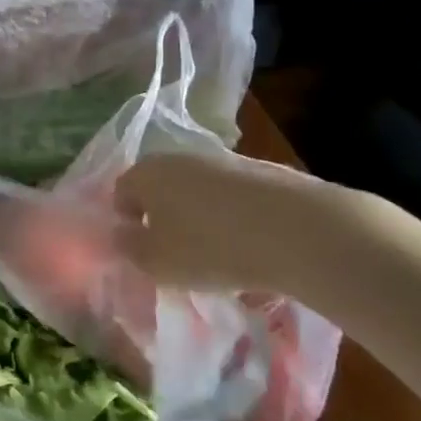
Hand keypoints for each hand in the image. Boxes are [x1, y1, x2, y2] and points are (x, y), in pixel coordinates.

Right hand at [114, 148, 379, 299]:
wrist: (300, 230)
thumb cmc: (211, 247)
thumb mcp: (156, 262)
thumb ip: (129, 247)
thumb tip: (121, 234)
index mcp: (147, 173)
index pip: (120, 192)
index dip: (125, 222)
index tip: (142, 252)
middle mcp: (179, 158)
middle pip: (160, 188)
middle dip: (163, 218)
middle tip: (175, 254)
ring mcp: (223, 161)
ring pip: (198, 192)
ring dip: (199, 218)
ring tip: (217, 256)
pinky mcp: (262, 172)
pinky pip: (233, 198)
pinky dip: (234, 218)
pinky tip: (251, 247)